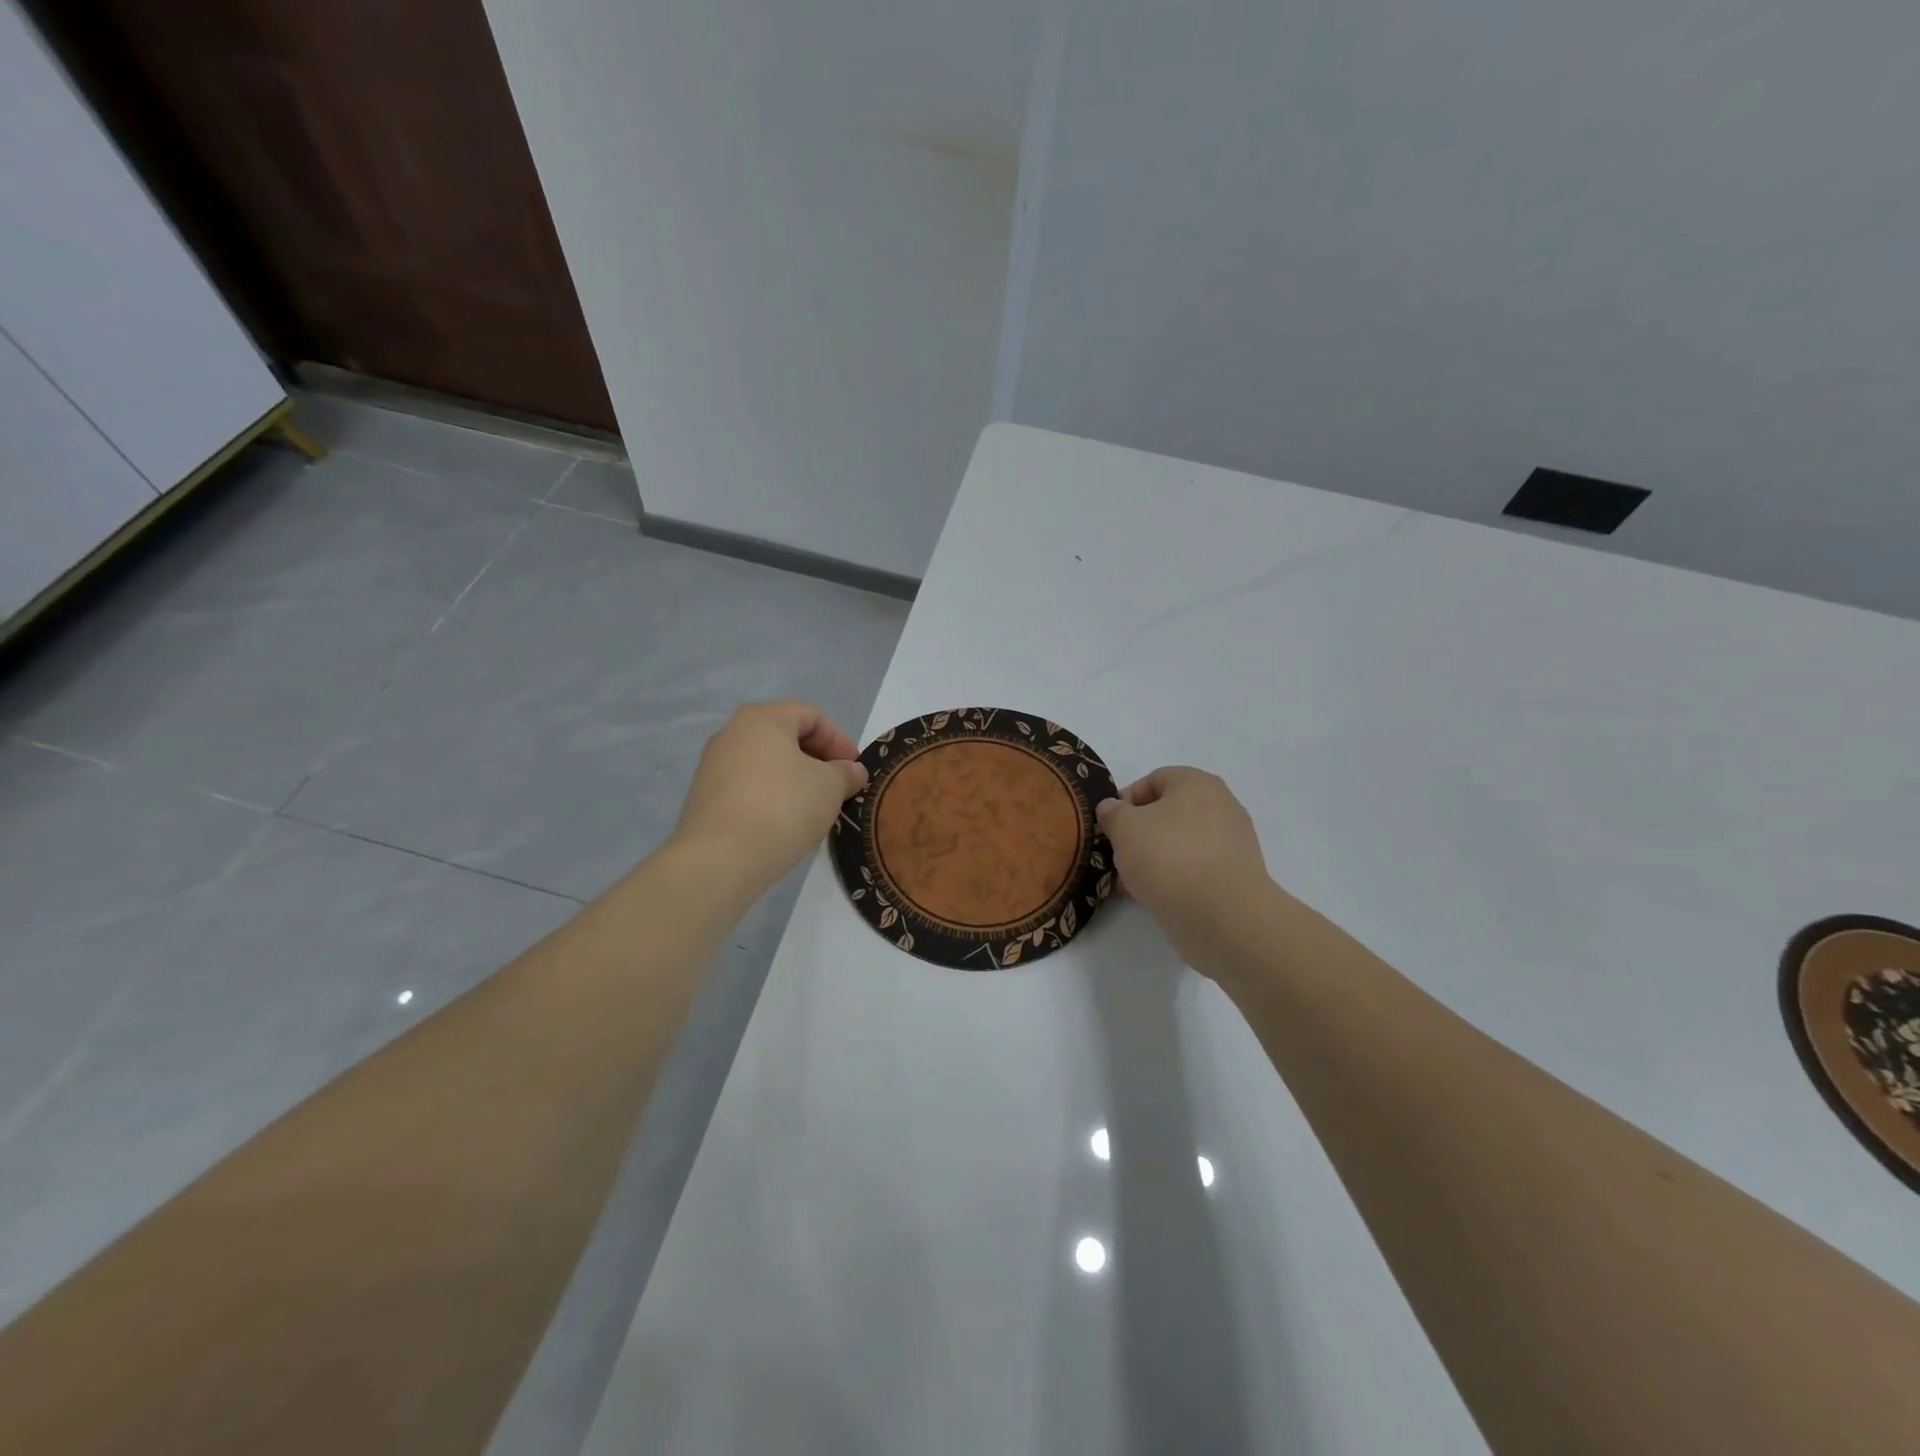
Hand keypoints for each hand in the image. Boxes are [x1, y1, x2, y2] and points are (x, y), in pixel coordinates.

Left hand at [671, 701, 868, 896]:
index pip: (812, 716)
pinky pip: (749, 788)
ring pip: (767, 765)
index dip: (840, 741)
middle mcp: (732, 733)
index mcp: (763, 718)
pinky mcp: (705, 798)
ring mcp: (713, 766)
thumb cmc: (783, 807)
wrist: (720, 859)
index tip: (855, 771)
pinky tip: (786, 825)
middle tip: (839, 789)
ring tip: (815, 810)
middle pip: (786, 738)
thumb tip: (851, 771)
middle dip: (818, 762)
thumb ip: (846, 773)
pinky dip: (773, 798)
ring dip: (796, 782)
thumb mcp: (830, 787)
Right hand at [1096, 767, 1271, 972]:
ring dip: (1154, 858)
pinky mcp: (1235, 877)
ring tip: (1131, 881)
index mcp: (1198, 783)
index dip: (1126, 799)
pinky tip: (1154, 896)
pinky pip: (1196, 869)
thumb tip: (1112, 808)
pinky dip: (1174, 878)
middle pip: (1169, 813)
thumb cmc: (1169, 857)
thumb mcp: (1124, 828)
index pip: (1154, 779)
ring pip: (1181, 843)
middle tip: (1119, 854)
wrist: (1222, 915)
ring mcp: (1232, 843)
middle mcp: (1221, 806)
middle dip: (1139, 833)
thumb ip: (1112, 813)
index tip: (1110, 826)